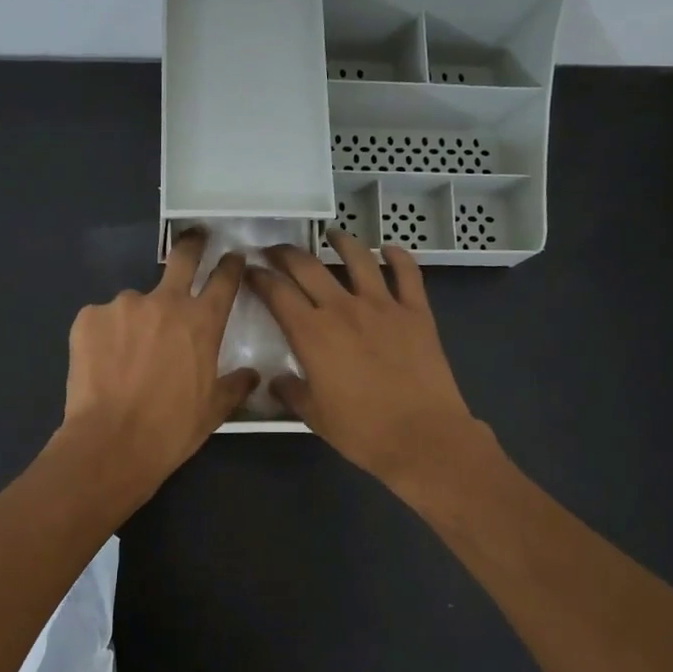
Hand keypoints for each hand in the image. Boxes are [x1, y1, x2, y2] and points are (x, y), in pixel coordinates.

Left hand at [56, 230, 259, 498]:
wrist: (111, 443)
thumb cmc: (171, 428)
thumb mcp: (213, 410)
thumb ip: (235, 385)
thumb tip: (252, 375)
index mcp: (202, 321)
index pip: (224, 279)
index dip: (231, 264)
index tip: (233, 256)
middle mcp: (165, 302)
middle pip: (182, 257)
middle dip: (192, 243)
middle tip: (195, 238)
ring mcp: (123, 306)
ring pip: (135, 302)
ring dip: (137, 319)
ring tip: (127, 356)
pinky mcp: (88, 317)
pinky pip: (103, 320)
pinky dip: (106, 336)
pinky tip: (103, 364)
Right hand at [247, 231, 486, 490]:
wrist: (422, 436)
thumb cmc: (362, 431)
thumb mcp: (314, 416)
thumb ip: (292, 392)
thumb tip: (277, 381)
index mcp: (312, 333)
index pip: (277, 293)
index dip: (259, 278)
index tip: (250, 271)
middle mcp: (343, 309)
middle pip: (308, 267)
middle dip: (286, 254)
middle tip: (276, 251)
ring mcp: (383, 306)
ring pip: (358, 259)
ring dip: (341, 242)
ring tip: (332, 235)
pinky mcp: (416, 312)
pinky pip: (407, 273)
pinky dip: (398, 256)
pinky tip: (389, 250)